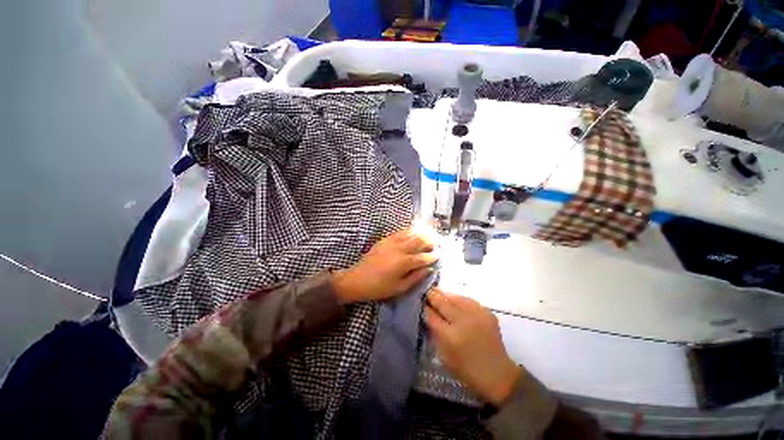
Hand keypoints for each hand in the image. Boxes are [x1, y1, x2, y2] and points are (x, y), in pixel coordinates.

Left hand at [332, 229, 437, 302]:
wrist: (357, 279)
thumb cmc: (379, 287)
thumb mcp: (400, 288)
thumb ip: (416, 277)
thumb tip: (429, 269)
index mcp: (404, 262)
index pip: (423, 257)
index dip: (432, 257)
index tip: (439, 256)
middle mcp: (399, 249)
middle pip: (419, 241)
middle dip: (430, 241)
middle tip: (437, 243)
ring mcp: (391, 242)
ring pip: (410, 234)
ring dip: (421, 234)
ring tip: (429, 235)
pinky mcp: (385, 239)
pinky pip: (400, 232)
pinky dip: (409, 231)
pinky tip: (414, 232)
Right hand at [424, 288, 520, 405]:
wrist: (497, 374)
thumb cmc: (467, 369)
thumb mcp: (444, 356)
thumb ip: (435, 333)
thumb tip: (428, 314)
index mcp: (451, 337)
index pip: (432, 316)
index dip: (425, 308)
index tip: (421, 303)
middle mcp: (463, 322)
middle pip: (443, 303)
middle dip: (433, 296)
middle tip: (427, 292)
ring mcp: (477, 316)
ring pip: (456, 297)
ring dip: (445, 295)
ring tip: (438, 292)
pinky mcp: (487, 313)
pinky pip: (468, 300)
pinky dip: (459, 299)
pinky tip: (454, 299)